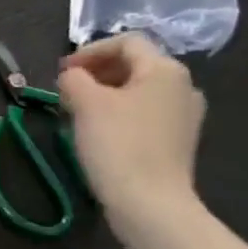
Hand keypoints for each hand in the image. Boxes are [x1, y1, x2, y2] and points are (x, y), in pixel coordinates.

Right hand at [57, 34, 206, 231]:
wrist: (150, 205)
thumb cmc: (118, 145)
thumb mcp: (85, 103)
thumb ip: (73, 78)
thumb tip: (72, 77)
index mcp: (164, 70)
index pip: (125, 42)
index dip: (89, 51)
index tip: (62, 72)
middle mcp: (183, 86)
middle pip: (134, 65)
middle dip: (97, 72)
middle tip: (67, 90)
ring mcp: (184, 116)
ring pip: (138, 91)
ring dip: (105, 94)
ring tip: (78, 111)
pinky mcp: (178, 141)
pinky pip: (145, 114)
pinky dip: (120, 114)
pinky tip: (99, 132)